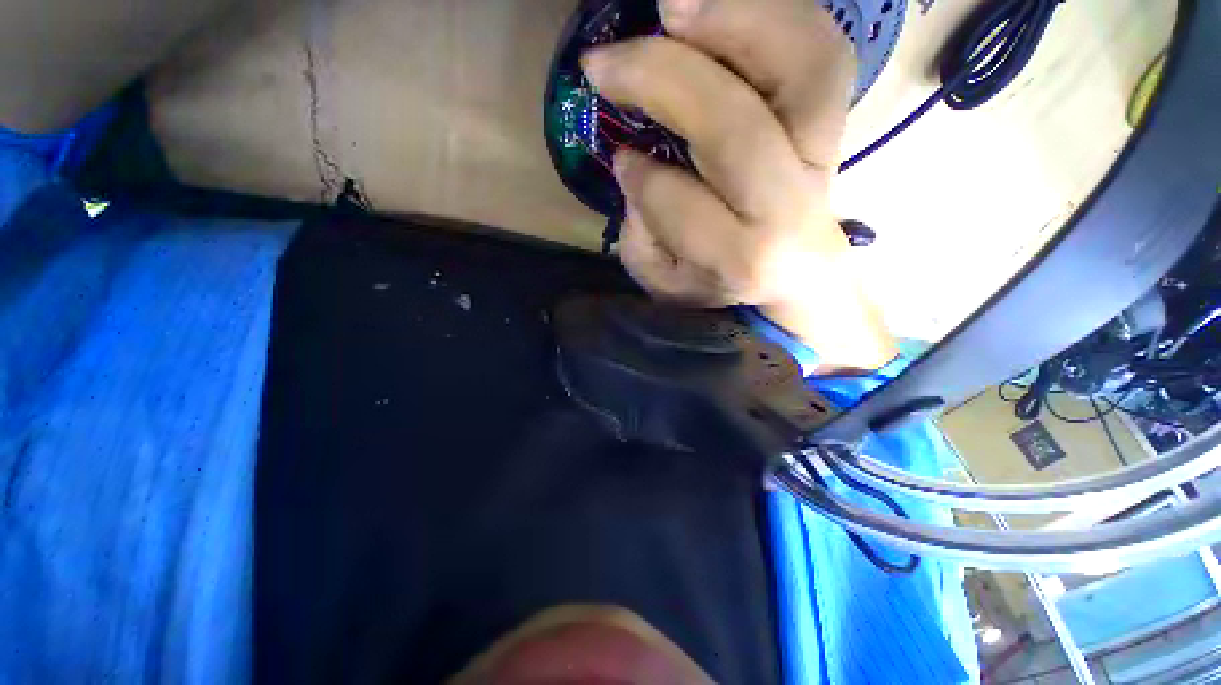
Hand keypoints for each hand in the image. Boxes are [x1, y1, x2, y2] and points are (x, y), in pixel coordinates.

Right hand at [581, 0, 896, 371]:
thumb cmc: (722, 283)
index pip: (682, 205)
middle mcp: (789, 206)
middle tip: (606, 63)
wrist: (797, 273)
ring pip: (803, 69)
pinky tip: (717, 12)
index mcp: (741, 259)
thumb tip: (633, 167)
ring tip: (671, 9)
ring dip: (734, 21)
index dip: (642, 180)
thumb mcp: (666, 284)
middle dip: (662, 82)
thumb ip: (642, 241)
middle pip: (735, 127)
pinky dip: (772, 15)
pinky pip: (821, 49)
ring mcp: (823, 154)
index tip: (619, 162)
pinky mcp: (833, 121)